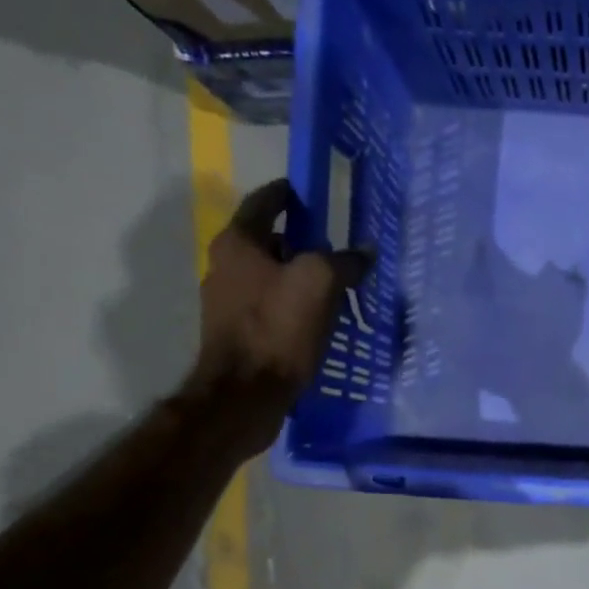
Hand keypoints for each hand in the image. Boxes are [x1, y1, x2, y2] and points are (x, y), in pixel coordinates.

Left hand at [182, 178, 371, 458]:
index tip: (313, 195)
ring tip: (333, 287)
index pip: (265, 203)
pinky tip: (316, 320)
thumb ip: (344, 261)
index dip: (290, 194)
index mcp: (238, 243)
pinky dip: (292, 305)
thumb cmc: (278, 328)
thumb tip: (364, 252)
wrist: (245, 394)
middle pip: (268, 242)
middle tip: (335, 248)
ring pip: (269, 276)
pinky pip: (270, 307)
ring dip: (298, 277)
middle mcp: (224, 266)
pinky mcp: (237, 334)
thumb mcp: (320, 283)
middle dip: (301, 242)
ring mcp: (227, 302)